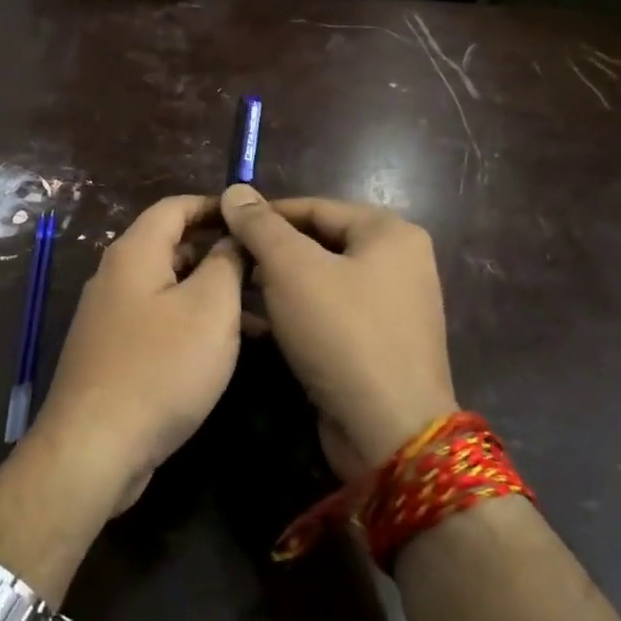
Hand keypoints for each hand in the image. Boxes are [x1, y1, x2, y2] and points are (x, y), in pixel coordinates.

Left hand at [30, 195, 244, 514]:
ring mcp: (111, 316)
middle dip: (219, 251)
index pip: (175, 206)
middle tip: (266, 267)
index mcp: (134, 253)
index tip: (255, 218)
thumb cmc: (160, 368)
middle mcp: (116, 276)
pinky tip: (226, 347)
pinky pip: (159, 320)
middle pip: (172, 245)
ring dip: (212, 292)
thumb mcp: (209, 308)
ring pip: (169, 287)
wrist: (95, 447)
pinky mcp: (114, 351)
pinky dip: (193, 322)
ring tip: (261, 310)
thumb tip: (232, 238)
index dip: (216, 206)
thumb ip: (226, 263)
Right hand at [221, 186, 456, 477]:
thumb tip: (235, 190)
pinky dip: (295, 314)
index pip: (314, 207)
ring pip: (321, 281)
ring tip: (235, 292)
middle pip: (319, 243)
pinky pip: (329, 315)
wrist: (388, 430)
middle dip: (270, 252)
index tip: (221, 226)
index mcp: (389, 233)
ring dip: (277, 285)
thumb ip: (261, 226)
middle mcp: (398, 263)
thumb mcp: (292, 269)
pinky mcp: (377, 344)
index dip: (264, 215)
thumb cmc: (341, 334)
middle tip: (227, 263)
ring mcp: (391, 307)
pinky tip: (257, 325)